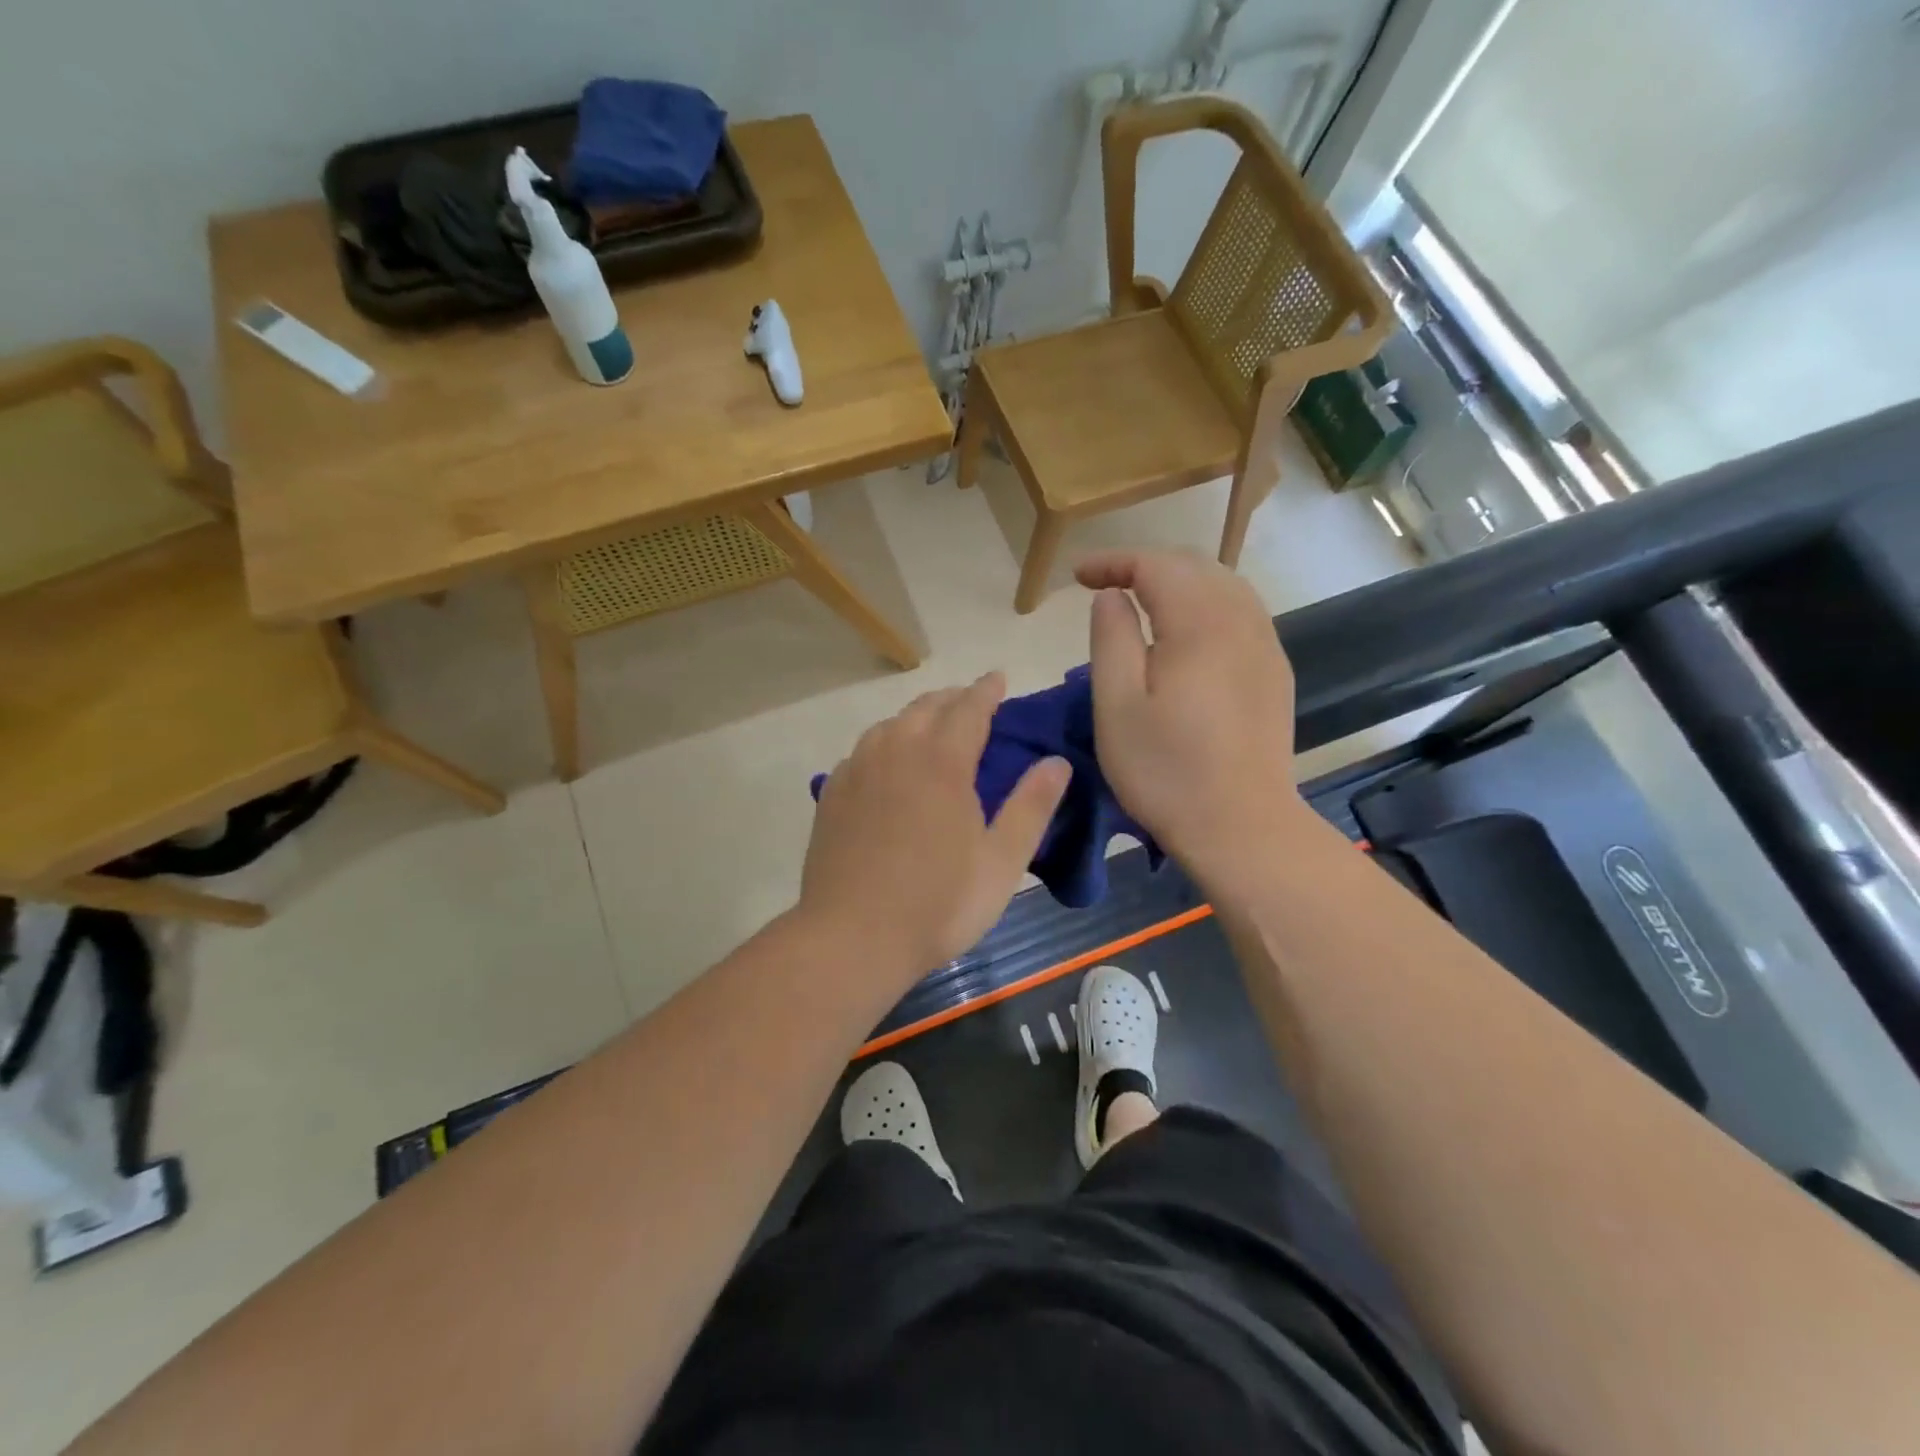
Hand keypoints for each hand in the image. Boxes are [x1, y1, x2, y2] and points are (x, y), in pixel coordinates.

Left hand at [801, 673, 1070, 976]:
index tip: (999, 678)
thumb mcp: (1002, 861)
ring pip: (890, 724)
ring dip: (916, 717)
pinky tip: (887, 764)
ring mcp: (857, 770)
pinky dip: (884, 743)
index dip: (987, 690)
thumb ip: (1031, 806)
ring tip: (932, 729)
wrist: (851, 938)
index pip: (969, 707)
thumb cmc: (938, 904)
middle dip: (953, 698)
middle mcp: (896, 751)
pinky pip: (863, 751)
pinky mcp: (832, 794)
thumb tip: (1057, 762)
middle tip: (972, 703)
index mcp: (942, 761)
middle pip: (926, 707)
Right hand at [1076, 550, 1306, 870]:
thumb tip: (1112, 596)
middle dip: (1146, 565)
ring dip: (1179, 582)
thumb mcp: (1117, 706)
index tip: (1077, 577)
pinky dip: (1206, 605)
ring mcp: (1266, 646)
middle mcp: (1242, 622)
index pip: (1156, 565)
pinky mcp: (1274, 673)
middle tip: (1104, 586)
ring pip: (1224, 586)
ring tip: (1142, 602)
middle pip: (1194, 566)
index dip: (1113, 561)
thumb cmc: (1166, 771)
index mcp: (1200, 624)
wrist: (1242, 826)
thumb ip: (1111, 639)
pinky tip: (1186, 633)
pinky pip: (1241, 614)